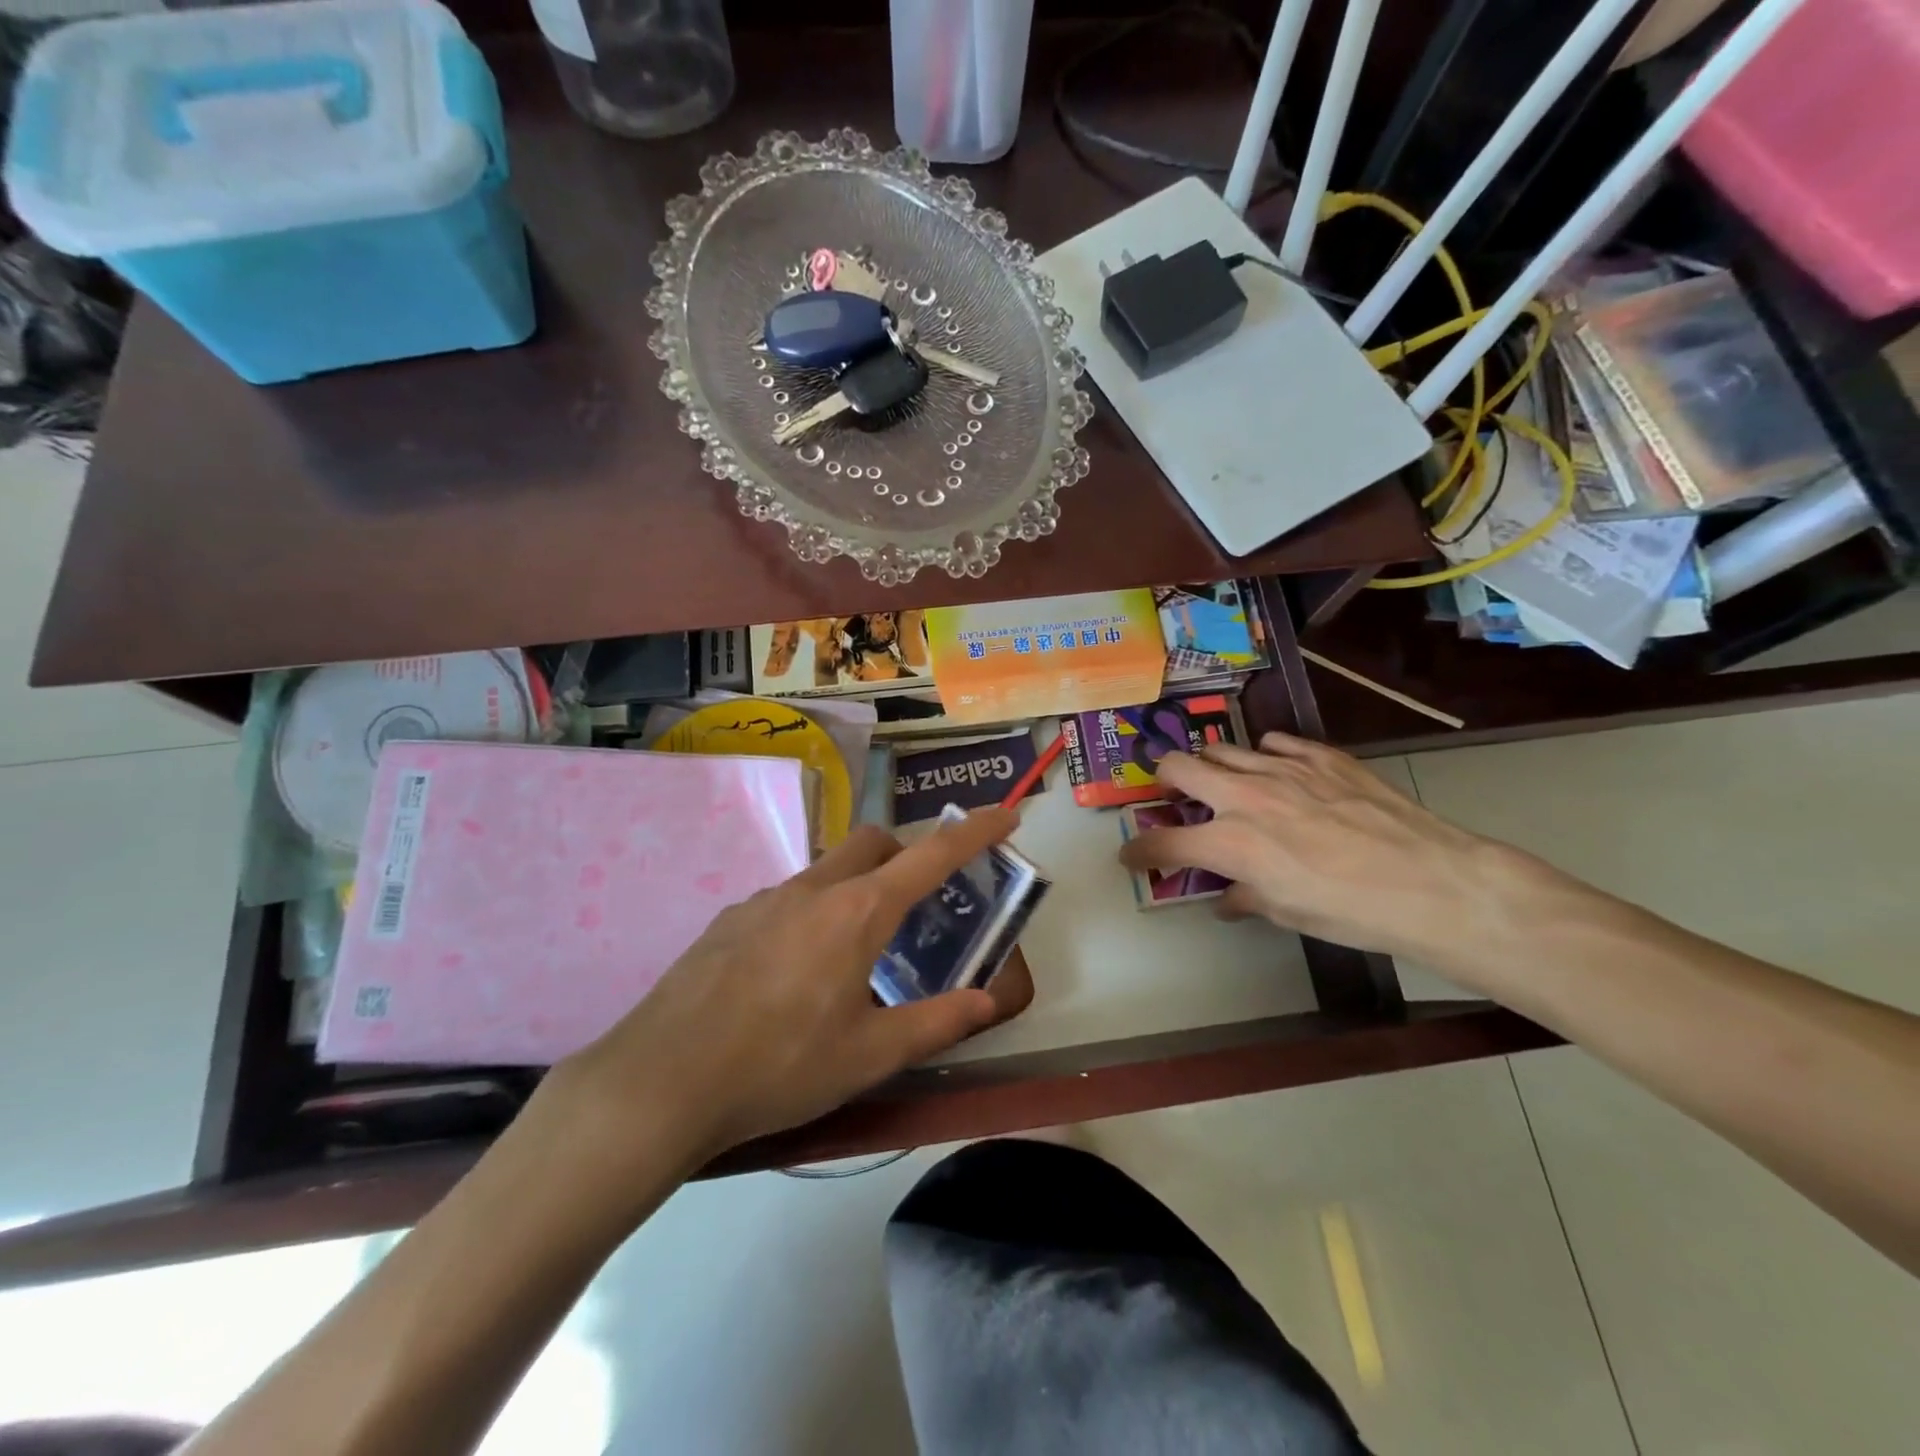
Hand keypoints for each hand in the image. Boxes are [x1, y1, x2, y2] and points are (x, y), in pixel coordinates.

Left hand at [549, 809, 1032, 1175]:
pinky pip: (787, 898)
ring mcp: (765, 899)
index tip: (1006, 814)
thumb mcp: (870, 1054)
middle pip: (872, 842)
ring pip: (827, 869)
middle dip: (905, 854)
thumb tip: (988, 1000)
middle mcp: (813, 889)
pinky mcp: (729, 919)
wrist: (661, 1081)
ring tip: (853, 954)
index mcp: (858, 912)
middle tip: (917, 904)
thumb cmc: (780, 1066)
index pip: (931, 855)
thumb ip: (937, 1022)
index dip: (974, 832)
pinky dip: (811, 913)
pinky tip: (793, 973)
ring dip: (855, 888)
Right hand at [1119, 733, 1530, 971]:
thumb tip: (1228, 896)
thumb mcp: (1287, 913)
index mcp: (1230, 842)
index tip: (1132, 855)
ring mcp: (1283, 768)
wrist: (1431, 881)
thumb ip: (1245, 896)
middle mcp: (1245, 795)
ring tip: (1225, 783)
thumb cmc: (1351, 911)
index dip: (1139, 851)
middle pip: (1179, 767)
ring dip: (1213, 766)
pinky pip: (1275, 743)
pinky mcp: (1321, 755)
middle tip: (1173, 798)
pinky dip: (1264, 756)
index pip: (1163, 843)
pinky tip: (1279, 773)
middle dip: (1164, 782)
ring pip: (1224, 748)